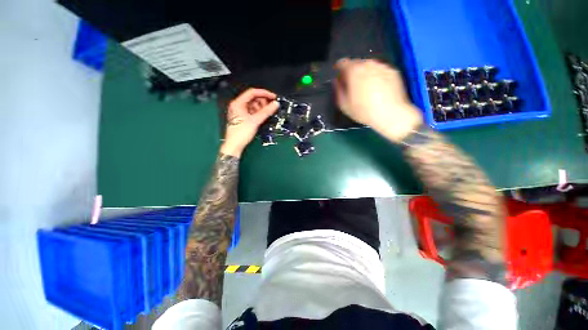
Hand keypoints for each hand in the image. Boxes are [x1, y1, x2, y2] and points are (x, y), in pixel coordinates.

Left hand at [220, 88, 277, 157]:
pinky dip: (259, 113)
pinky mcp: (243, 118)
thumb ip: (266, 111)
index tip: (273, 97)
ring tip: (269, 111)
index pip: (252, 92)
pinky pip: (252, 112)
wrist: (235, 145)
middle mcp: (238, 106)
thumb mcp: (255, 121)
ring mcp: (240, 112)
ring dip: (262, 107)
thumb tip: (275, 104)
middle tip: (272, 105)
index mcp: (238, 103)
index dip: (264, 93)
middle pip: (253, 99)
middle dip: (263, 101)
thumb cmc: (241, 133)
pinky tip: (264, 116)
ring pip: (253, 106)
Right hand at [334, 58, 422, 141]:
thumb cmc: (363, 111)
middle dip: (352, 72)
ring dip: (364, 73)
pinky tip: (378, 89)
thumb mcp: (344, 105)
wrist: (391, 114)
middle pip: (356, 63)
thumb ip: (338, 90)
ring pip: (369, 66)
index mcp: (354, 71)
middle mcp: (368, 64)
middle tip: (352, 85)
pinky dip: (376, 76)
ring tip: (366, 87)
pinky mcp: (393, 71)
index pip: (342, 63)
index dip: (338, 69)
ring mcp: (382, 66)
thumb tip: (337, 81)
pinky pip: (380, 71)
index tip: (339, 77)